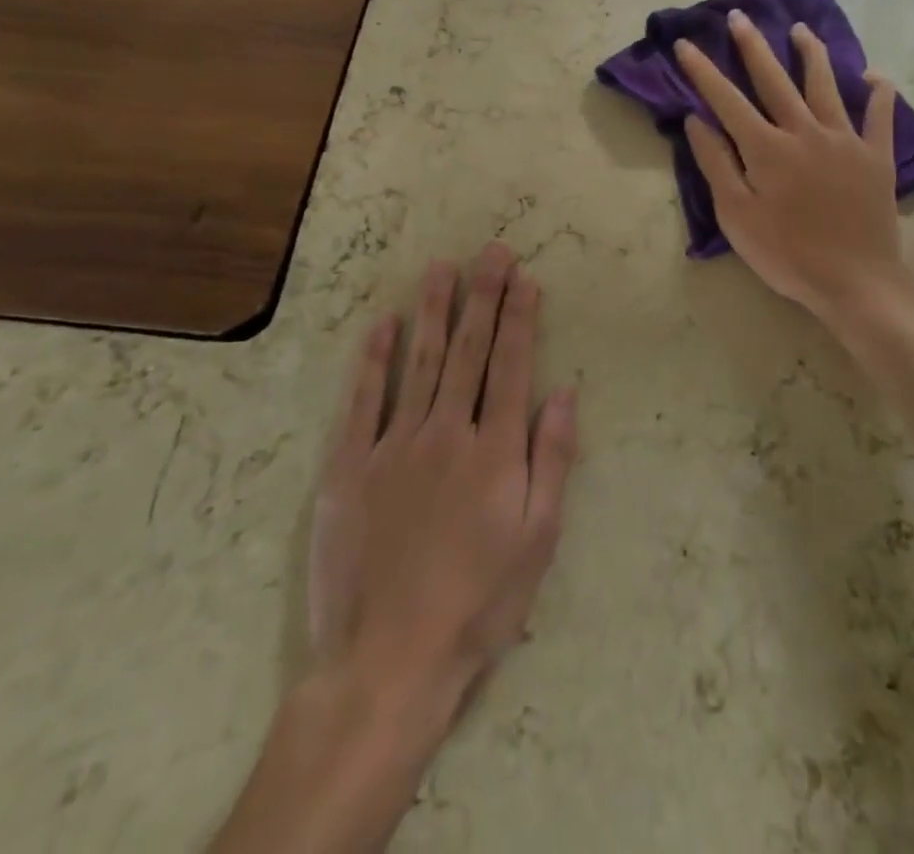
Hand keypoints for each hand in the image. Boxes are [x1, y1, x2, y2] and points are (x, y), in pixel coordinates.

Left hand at [310, 241, 578, 690]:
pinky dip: (374, 359)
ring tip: (442, 269)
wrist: (389, 661)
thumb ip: (552, 459)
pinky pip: (363, 401)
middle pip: (470, 351)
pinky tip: (383, 325)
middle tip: (491, 252)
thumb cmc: (480, 601)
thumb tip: (564, 392)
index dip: (521, 318)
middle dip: (484, 297)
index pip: (513, 366)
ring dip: (434, 312)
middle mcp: (447, 432)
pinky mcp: (349, 468)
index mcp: (496, 450)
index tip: (526, 278)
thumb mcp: (539, 538)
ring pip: (420, 363)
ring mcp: (394, 446)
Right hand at [677, 10, 907, 317]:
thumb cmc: (787, 254)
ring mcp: (845, 140)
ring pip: (825, 86)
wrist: (855, 280)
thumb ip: (716, 164)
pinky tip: (874, 77)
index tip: (685, 44)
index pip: (727, 100)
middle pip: (775, 80)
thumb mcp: (736, 216)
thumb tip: (697, 120)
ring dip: (812, 54)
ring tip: (801, 29)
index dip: (703, 71)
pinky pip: (880, 116)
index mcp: (766, 148)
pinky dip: (879, 94)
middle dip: (753, 47)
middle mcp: (805, 132)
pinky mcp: (876, 156)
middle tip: (740, 17)